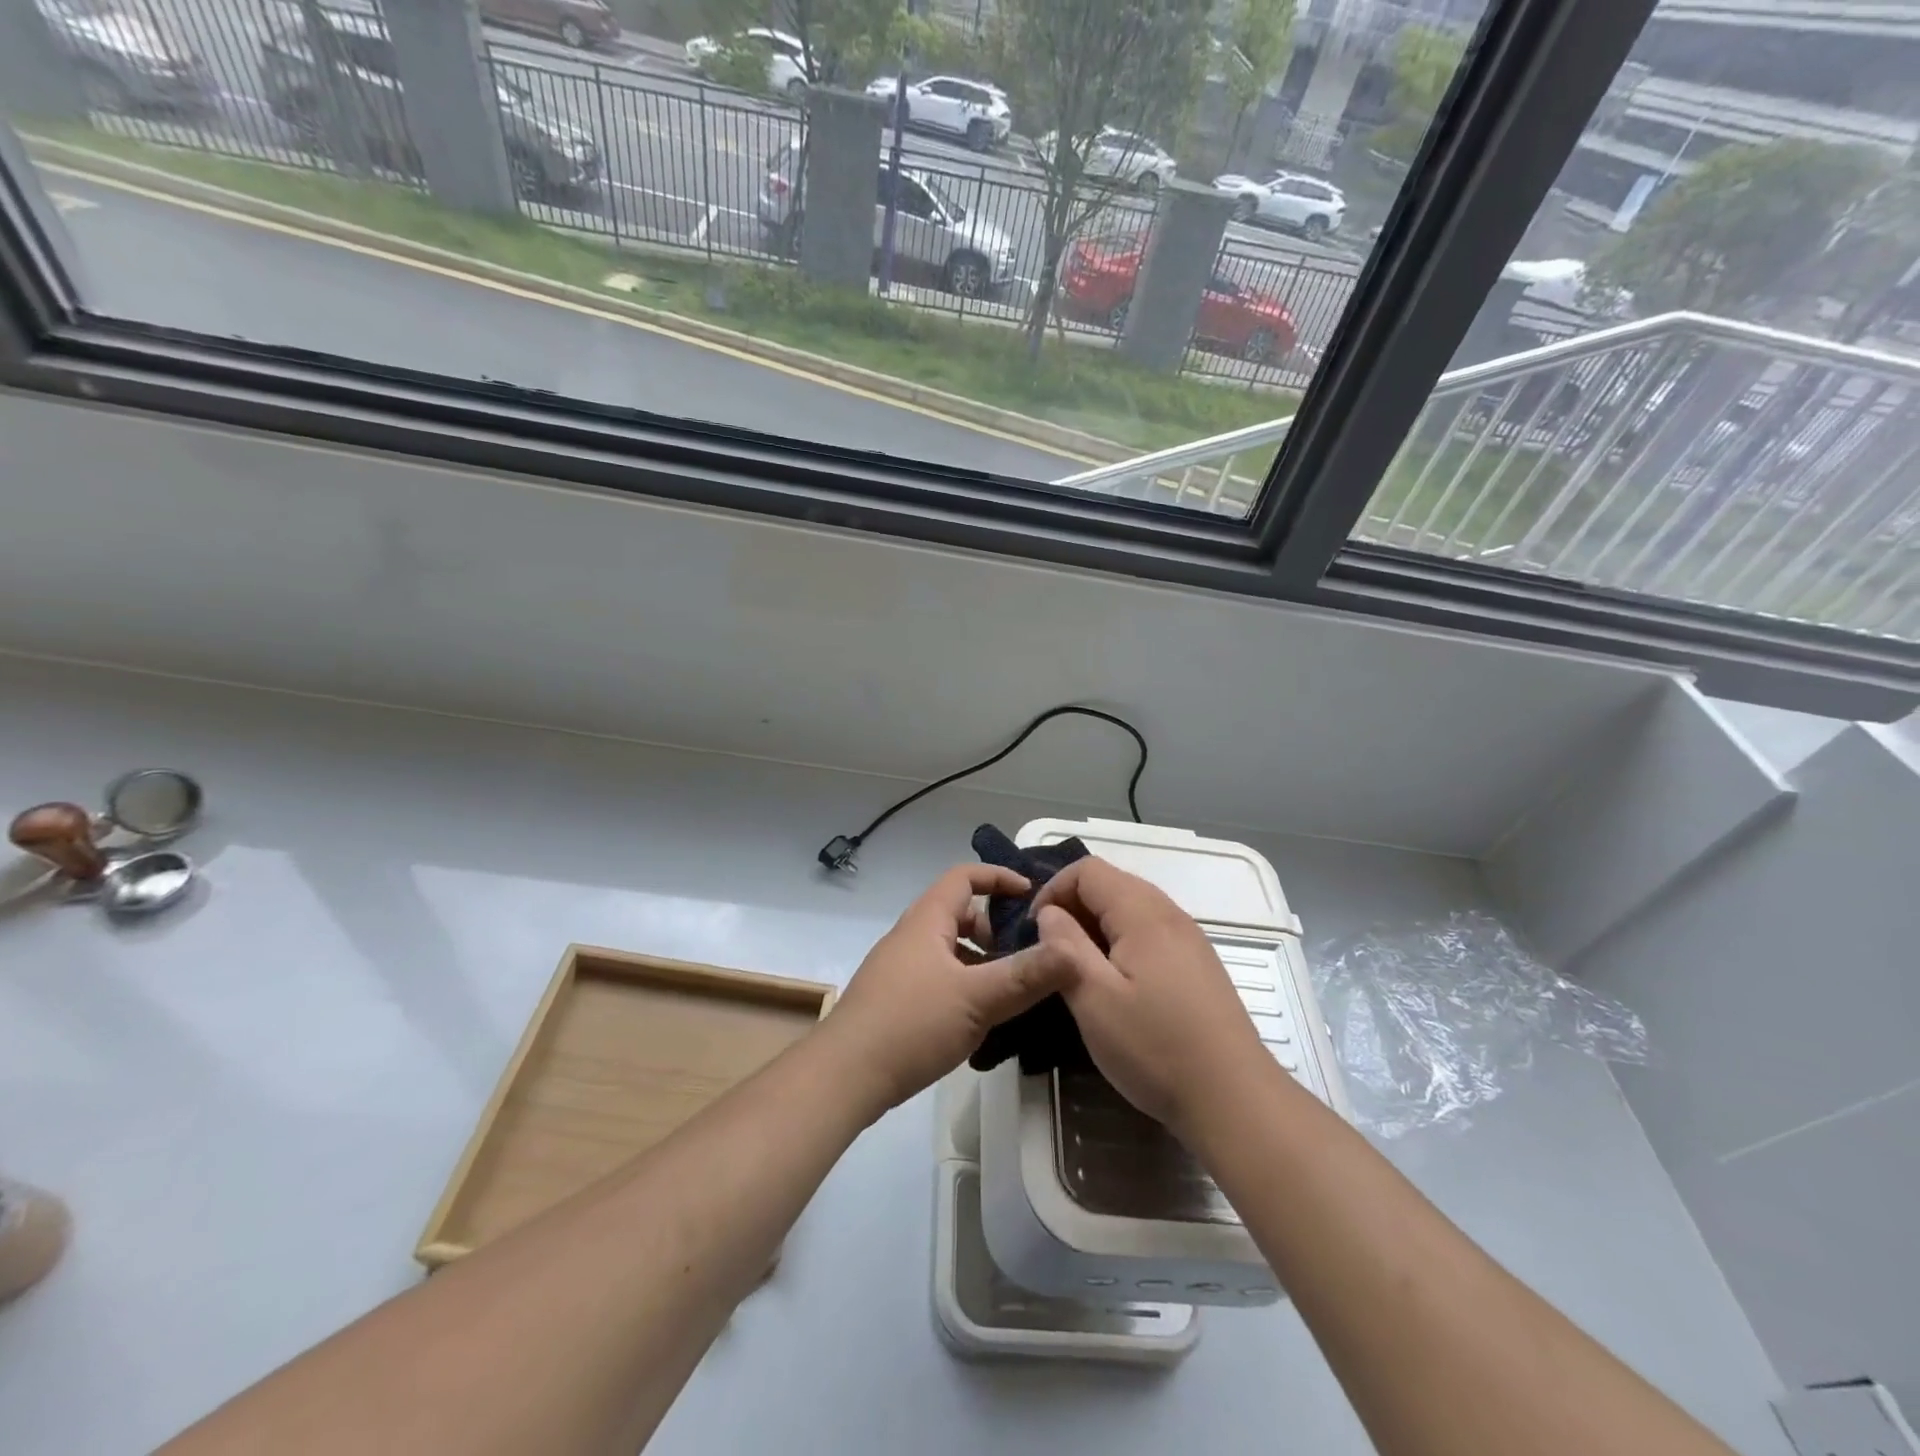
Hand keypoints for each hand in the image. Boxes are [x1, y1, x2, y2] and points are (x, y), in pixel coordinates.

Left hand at [825, 865, 1073, 1114]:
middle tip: (1026, 955)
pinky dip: (964, 984)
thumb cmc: (911, 1024)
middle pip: (959, 913)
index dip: (999, 878)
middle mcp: (911, 936)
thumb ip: (1026, 975)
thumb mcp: (978, 999)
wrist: (844, 1076)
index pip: (964, 877)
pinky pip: (939, 976)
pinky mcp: (894, 999)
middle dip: (995, 928)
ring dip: (981, 961)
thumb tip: (1072, 951)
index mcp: (927, 920)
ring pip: (950, 949)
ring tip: (1011, 991)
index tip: (1033, 896)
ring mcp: (899, 968)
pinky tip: (980, 1020)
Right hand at [1033, 857, 1268, 1134]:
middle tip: (1052, 951)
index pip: (1088, 869)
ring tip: (1079, 969)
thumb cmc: (1156, 1047)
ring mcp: (1189, 938)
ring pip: (1131, 908)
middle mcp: (1169, 914)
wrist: (1234, 1098)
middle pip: (1111, 883)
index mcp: (1143, 913)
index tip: (1035, 930)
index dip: (1053, 890)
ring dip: (1096, 926)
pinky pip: (1150, 931)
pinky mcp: (1197, 964)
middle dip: (1073, 906)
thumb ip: (1064, 947)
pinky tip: (1116, 984)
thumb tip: (1049, 913)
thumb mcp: (1094, 999)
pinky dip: (1122, 942)